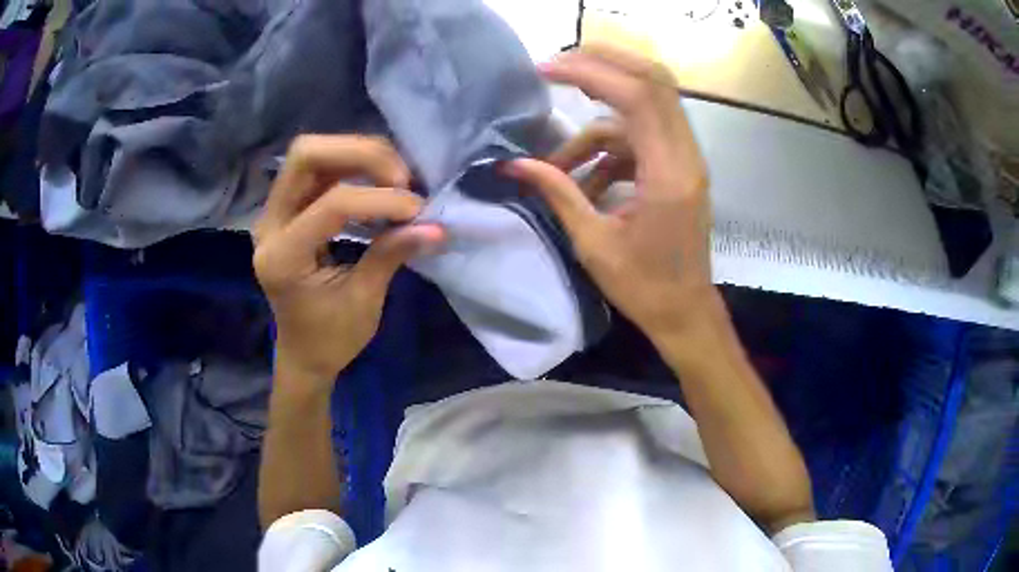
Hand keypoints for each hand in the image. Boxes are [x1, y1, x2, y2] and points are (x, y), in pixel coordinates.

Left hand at [254, 135, 443, 389]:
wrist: (303, 354)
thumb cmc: (331, 340)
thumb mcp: (364, 302)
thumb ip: (391, 254)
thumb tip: (435, 226)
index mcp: (283, 258)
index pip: (333, 204)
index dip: (382, 200)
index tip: (419, 213)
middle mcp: (270, 225)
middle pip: (306, 156)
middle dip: (361, 154)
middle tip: (401, 178)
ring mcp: (275, 212)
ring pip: (312, 154)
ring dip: (358, 155)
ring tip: (395, 178)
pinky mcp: (287, 209)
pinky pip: (318, 169)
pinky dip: (352, 166)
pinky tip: (378, 182)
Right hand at [504, 47, 715, 337]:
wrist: (685, 313)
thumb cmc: (644, 288)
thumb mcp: (593, 244)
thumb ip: (557, 193)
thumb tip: (513, 165)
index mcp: (668, 175)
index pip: (637, 97)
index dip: (591, 73)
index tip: (546, 69)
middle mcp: (684, 156)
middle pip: (653, 82)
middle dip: (603, 64)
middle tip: (557, 66)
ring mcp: (685, 159)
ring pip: (645, 108)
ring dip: (597, 121)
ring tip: (557, 162)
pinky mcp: (678, 167)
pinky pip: (641, 138)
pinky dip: (609, 148)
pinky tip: (584, 180)